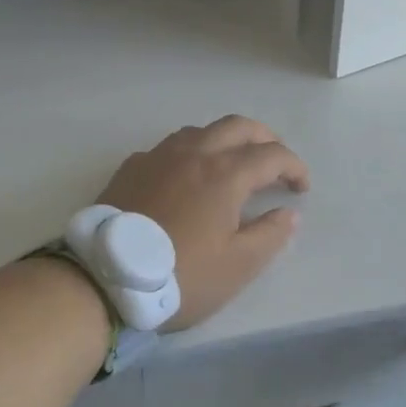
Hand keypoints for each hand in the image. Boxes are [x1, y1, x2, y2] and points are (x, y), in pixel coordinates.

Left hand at [97, 116, 308, 331]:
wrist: (104, 280)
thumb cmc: (180, 275)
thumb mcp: (237, 267)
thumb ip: (270, 235)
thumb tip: (288, 213)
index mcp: (225, 173)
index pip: (272, 155)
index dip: (294, 167)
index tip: (301, 188)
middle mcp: (195, 153)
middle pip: (239, 126)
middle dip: (265, 138)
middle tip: (275, 161)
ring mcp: (159, 156)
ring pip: (201, 130)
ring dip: (226, 139)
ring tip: (232, 163)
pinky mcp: (132, 167)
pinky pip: (170, 147)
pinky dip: (191, 152)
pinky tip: (186, 176)